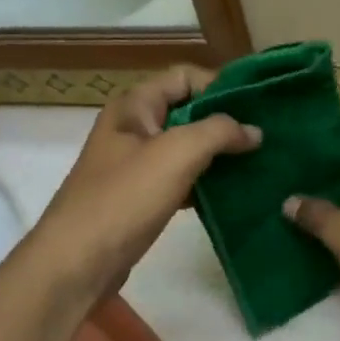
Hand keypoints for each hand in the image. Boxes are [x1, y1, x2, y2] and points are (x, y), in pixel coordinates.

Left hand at [32, 66, 259, 300]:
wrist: (75, 264)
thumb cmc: (124, 198)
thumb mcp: (177, 153)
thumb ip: (220, 132)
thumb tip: (254, 131)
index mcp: (135, 106)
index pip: (185, 76)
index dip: (220, 85)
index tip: (257, 106)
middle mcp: (134, 127)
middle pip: (189, 110)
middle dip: (226, 121)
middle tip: (265, 135)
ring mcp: (136, 164)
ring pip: (187, 146)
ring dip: (219, 153)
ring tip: (258, 162)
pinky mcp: (141, 196)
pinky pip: (181, 177)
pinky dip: (206, 181)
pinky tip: (233, 192)